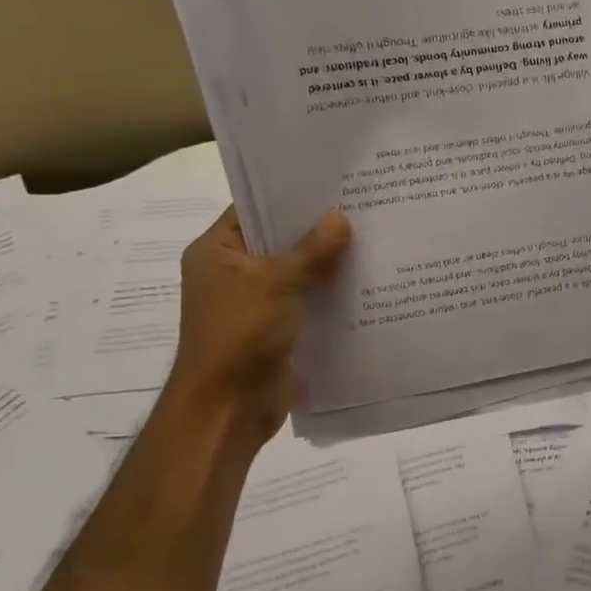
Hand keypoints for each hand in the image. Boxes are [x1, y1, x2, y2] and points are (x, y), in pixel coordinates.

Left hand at [168, 206, 351, 443]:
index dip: (288, 195)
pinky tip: (367, 281)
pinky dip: (331, 293)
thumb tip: (340, 218)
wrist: (229, 408)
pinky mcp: (278, 328)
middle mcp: (233, 273)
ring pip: (298, 272)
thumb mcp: (274, 283)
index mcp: (217, 253)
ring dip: (328, 263)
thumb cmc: (239, 335)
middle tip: (362, 206)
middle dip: (317, 229)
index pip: (252, 209)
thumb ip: (309, 251)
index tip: (330, 183)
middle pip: (279, 240)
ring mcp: (256, 302)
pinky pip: (308, 300)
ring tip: (373, 238)